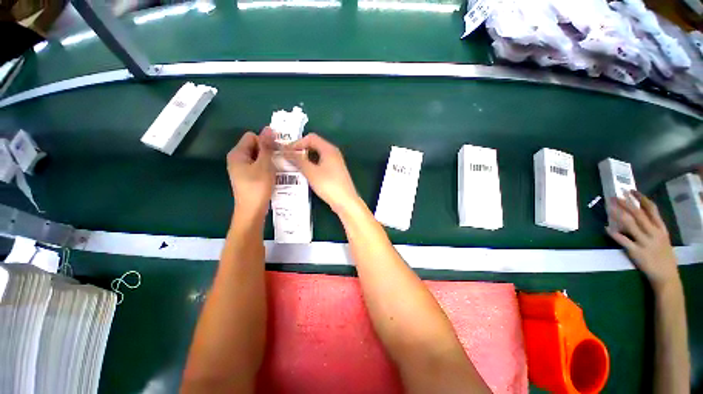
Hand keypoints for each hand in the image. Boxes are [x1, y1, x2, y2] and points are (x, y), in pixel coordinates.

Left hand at [227, 128, 275, 217]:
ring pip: (258, 157)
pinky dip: (266, 167)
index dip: (265, 142)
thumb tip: (268, 128)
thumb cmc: (257, 187)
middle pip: (255, 146)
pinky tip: (273, 174)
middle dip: (268, 151)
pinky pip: (258, 166)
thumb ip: (266, 147)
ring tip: (277, 168)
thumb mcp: (264, 165)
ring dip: (269, 160)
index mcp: (237, 153)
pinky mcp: (247, 176)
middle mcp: (237, 159)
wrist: (252, 210)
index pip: (252, 136)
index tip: (275, 152)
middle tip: (278, 161)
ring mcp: (242, 168)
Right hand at [282, 133, 360, 213]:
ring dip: (305, 159)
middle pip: (314, 145)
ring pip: (316, 155)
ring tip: (293, 167)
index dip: (297, 143)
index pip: (310, 138)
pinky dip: (311, 165)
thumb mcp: (311, 172)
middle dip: (300, 151)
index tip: (286, 153)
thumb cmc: (329, 185)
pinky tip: (304, 174)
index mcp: (329, 149)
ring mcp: (335, 162)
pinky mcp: (334, 171)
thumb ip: (297, 160)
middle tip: (288, 160)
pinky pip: (320, 163)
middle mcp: (333, 153)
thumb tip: (283, 150)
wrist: (346, 202)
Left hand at [606, 191, 679, 290]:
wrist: (666, 276)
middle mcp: (654, 233)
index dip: (641, 198)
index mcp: (661, 229)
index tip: (631, 190)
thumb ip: (654, 226)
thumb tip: (641, 213)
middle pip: (639, 215)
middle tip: (615, 195)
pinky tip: (606, 228)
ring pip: (630, 225)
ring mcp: (645, 242)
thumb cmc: (663, 255)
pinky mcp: (636, 252)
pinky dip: (614, 234)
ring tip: (609, 206)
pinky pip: (623, 241)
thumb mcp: (663, 238)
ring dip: (618, 214)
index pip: (652, 209)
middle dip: (626, 203)